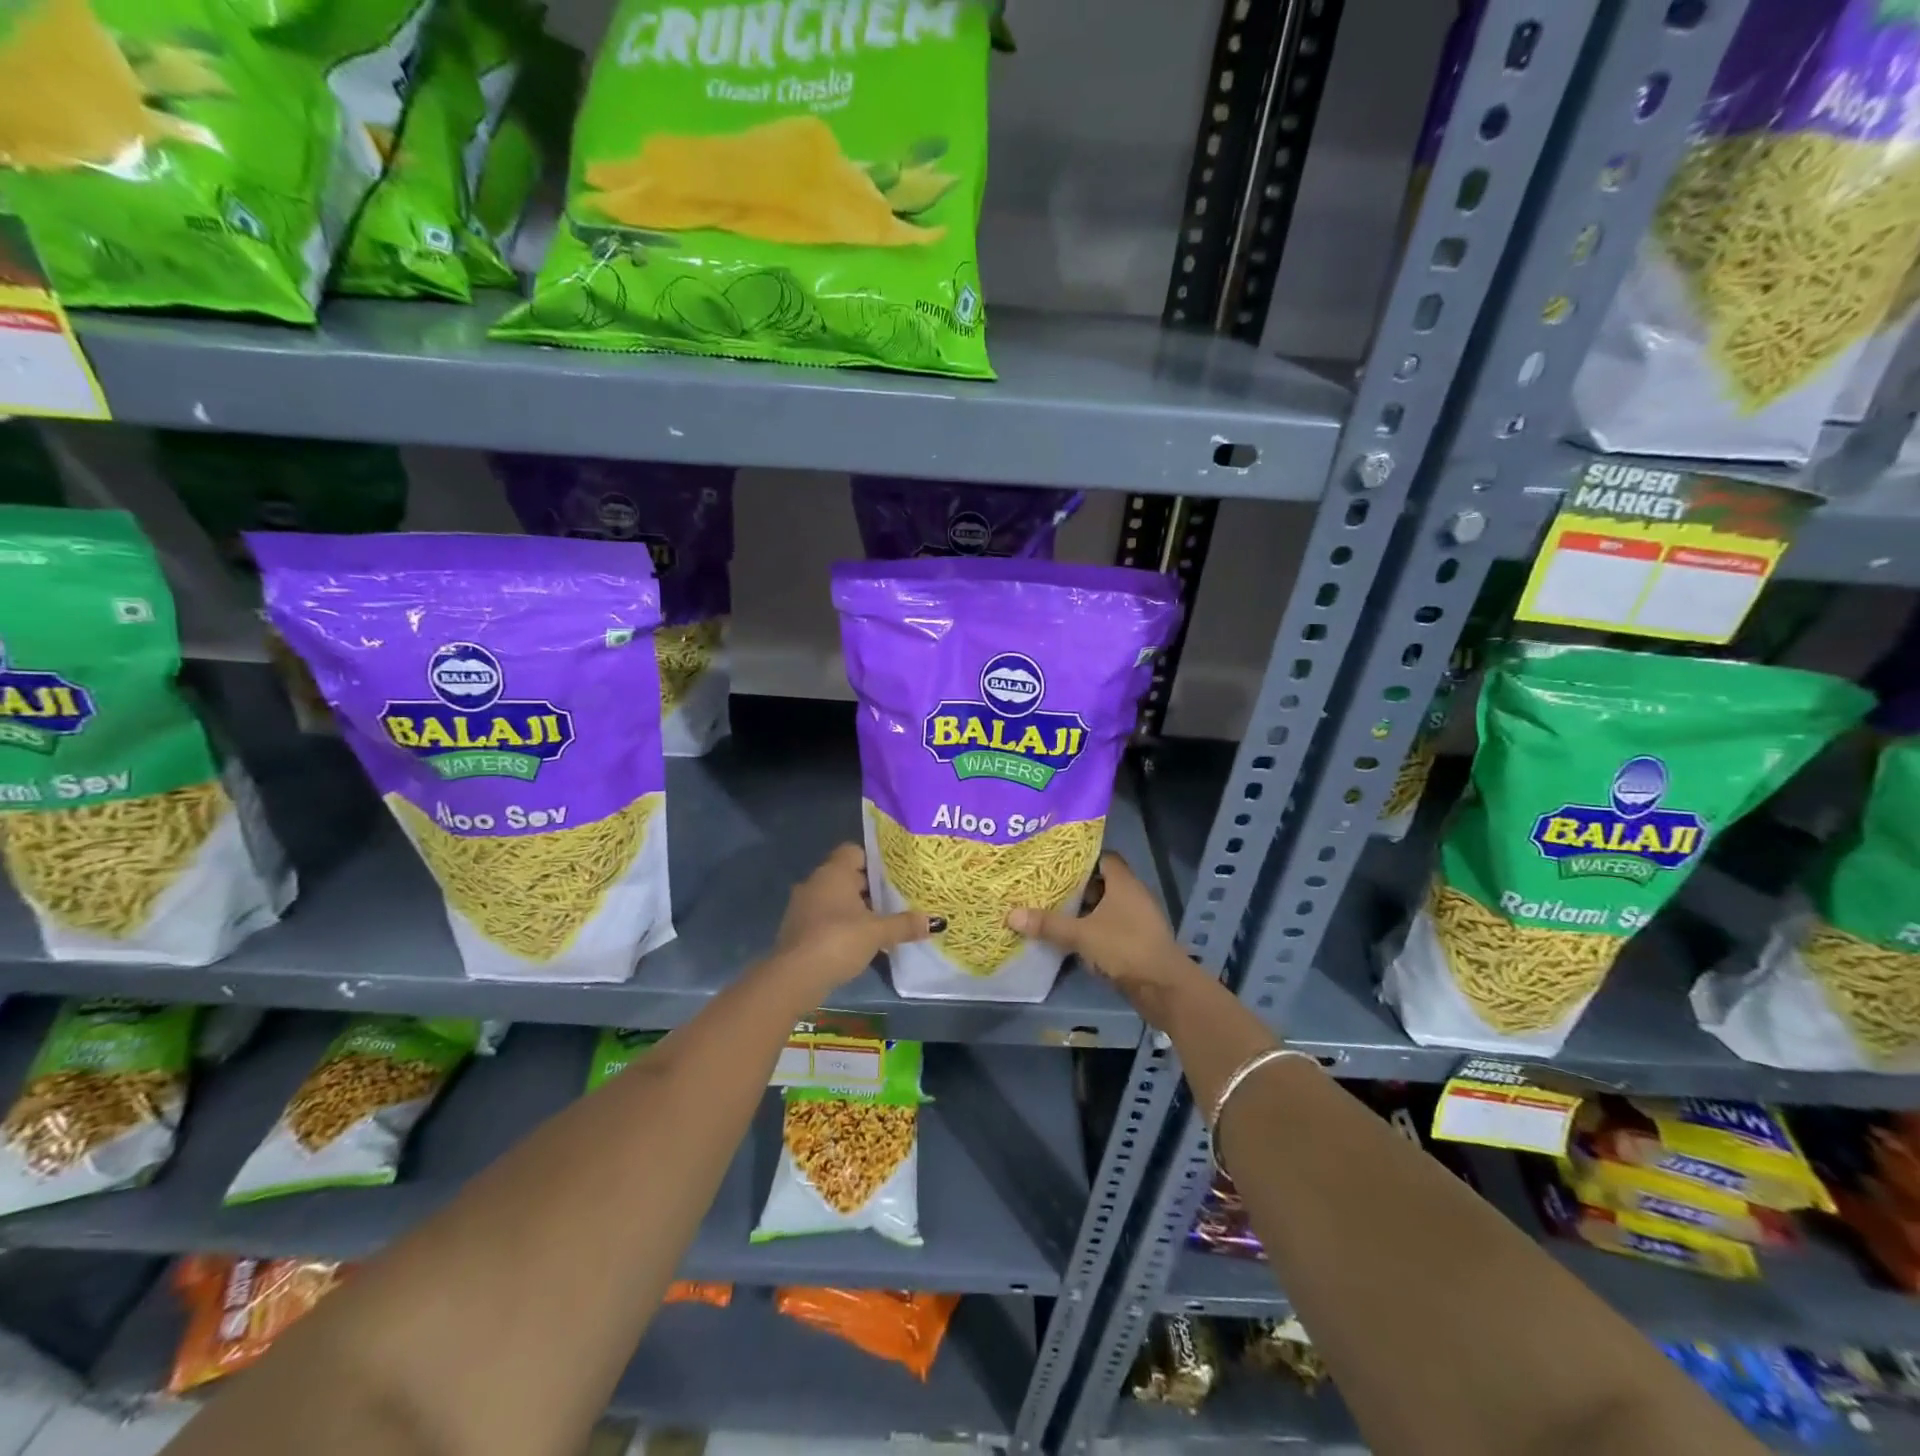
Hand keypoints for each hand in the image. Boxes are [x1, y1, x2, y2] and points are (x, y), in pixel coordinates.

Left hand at [772, 844, 936, 997]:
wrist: (794, 977)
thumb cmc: (838, 941)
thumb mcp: (877, 932)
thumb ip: (904, 924)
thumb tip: (935, 921)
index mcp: (833, 872)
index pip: (855, 851)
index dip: (875, 861)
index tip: (895, 875)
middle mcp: (816, 882)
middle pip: (847, 876)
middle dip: (871, 888)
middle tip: (897, 899)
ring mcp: (803, 906)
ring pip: (836, 899)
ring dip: (856, 909)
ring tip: (883, 922)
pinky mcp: (798, 929)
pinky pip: (826, 918)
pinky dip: (842, 925)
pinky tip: (861, 942)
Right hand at [1007, 853, 1196, 997]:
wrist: (1164, 988)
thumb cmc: (1125, 948)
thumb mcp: (1082, 934)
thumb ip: (1049, 924)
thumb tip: (1010, 914)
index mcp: (1124, 883)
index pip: (1104, 857)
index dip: (1081, 857)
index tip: (1056, 861)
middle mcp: (1132, 896)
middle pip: (1101, 883)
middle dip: (1075, 886)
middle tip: (1045, 885)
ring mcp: (1136, 920)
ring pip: (1104, 908)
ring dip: (1083, 910)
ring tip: (1051, 909)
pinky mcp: (1136, 942)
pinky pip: (1109, 928)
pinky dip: (1091, 930)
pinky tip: (1069, 937)